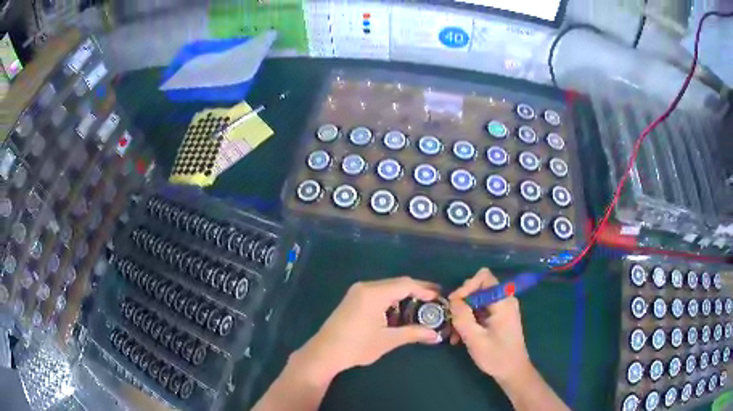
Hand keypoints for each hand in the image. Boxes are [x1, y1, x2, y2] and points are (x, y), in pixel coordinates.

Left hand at [294, 277, 441, 382]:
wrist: (325, 353)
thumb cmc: (357, 346)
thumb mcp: (388, 340)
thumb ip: (413, 333)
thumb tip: (435, 335)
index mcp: (374, 293)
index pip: (405, 284)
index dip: (425, 289)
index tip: (440, 296)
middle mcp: (365, 287)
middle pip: (397, 283)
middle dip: (417, 291)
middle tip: (434, 302)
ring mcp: (357, 292)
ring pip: (387, 288)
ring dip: (404, 296)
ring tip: (420, 308)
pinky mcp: (353, 299)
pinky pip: (378, 293)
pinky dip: (391, 300)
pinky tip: (399, 312)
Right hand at [448, 268, 531, 382]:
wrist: (512, 371)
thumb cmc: (496, 356)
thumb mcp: (475, 339)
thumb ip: (463, 317)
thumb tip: (453, 300)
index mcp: (503, 302)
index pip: (484, 277)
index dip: (467, 286)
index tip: (454, 303)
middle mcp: (504, 300)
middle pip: (478, 289)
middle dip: (462, 303)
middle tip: (451, 320)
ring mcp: (501, 309)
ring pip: (476, 301)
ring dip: (463, 315)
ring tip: (453, 334)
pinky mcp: (498, 318)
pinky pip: (480, 311)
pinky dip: (469, 321)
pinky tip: (460, 337)